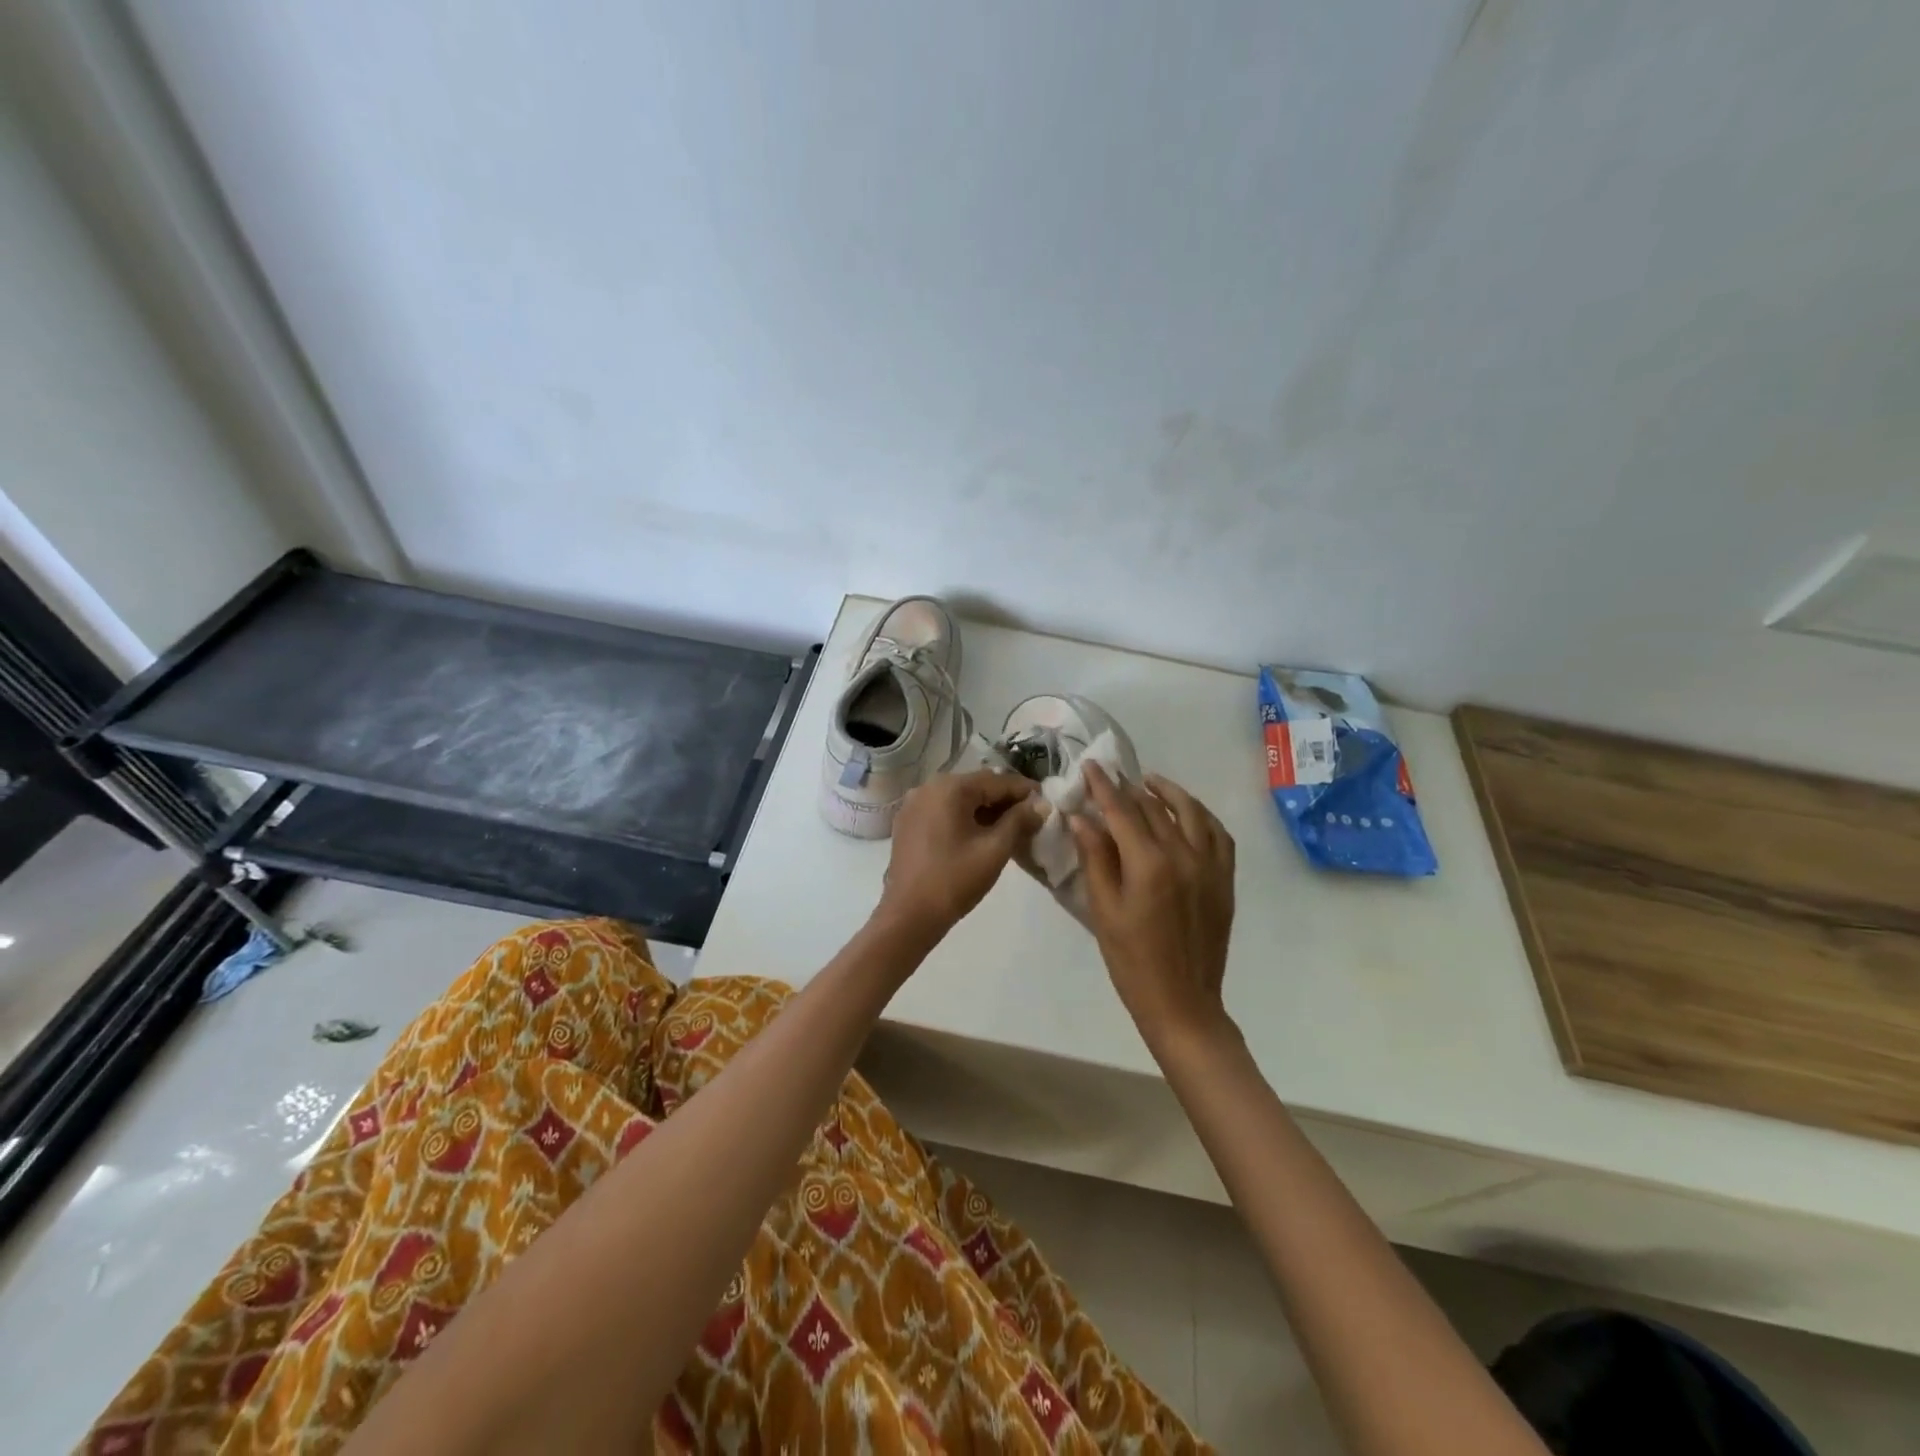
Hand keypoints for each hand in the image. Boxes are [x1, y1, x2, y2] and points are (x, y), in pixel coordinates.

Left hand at [876, 770, 1045, 946]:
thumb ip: (1020, 821)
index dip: (1023, 790)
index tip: (1045, 801)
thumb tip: (1040, 804)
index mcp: (949, 788)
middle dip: (1004, 800)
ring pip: (958, 799)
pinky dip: (963, 817)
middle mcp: (928, 787)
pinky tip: (979, 834)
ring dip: (984, 809)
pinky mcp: (907, 822)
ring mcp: (913, 804)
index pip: (996, 781)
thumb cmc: (955, 880)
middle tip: (1031, 816)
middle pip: (976, 786)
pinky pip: (942, 810)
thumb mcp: (994, 849)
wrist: (909, 915)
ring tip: (1009, 827)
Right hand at [1072, 763, 1236, 1049]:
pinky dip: (1201, 816)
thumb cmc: (1132, 961)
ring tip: (1149, 783)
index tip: (1091, 766)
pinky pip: (1218, 834)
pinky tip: (1187, 813)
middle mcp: (1184, 855)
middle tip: (1110, 776)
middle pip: (1154, 808)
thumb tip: (1081, 817)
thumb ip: (1095, 858)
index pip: (1122, 811)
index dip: (1104, 786)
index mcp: (1149, 864)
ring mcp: (1210, 865)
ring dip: (1168, 792)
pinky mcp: (1224, 879)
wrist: (1182, 1002)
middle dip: (1129, 788)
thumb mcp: (1103, 910)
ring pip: (1191, 812)